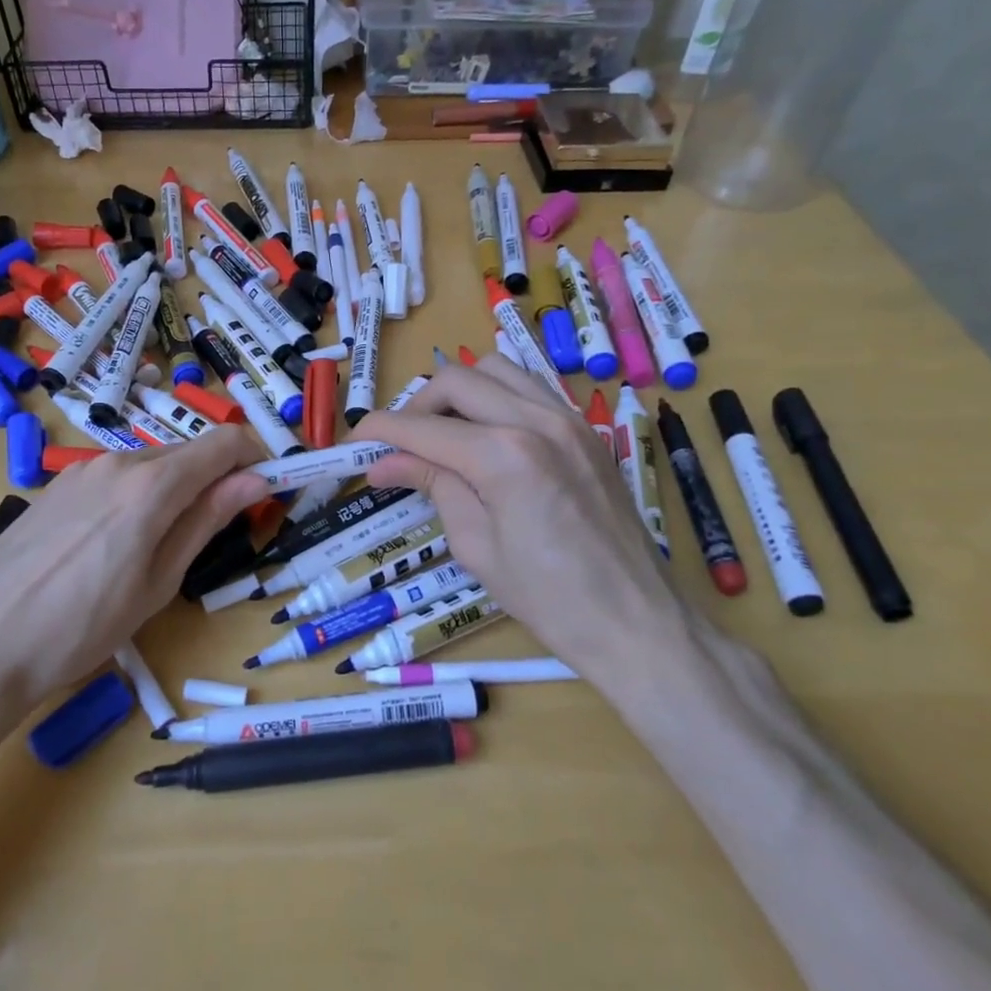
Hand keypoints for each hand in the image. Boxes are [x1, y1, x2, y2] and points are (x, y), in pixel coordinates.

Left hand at [0, 425, 267, 740]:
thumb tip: (257, 480)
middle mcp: (118, 462)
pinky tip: (115, 546)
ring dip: (175, 491)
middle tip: (219, 530)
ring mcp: (81, 471)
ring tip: (161, 549)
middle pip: (187, 454)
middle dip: (215, 480)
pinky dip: (137, 498)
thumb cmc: (83, 626)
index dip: (255, 457)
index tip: (267, 489)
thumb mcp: (159, 581)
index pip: (224, 443)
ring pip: (150, 467)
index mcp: (153, 483)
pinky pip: (114, 480)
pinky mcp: (56, 487)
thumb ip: (207, 519)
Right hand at [354, 357, 689, 680]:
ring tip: (444, 433)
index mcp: (504, 456)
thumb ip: (432, 486)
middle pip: (458, 379)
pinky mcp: (587, 430)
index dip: (381, 429)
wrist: (634, 620)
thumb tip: (383, 463)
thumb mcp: (476, 545)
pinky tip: (487, 436)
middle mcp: (537, 421)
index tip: (356, 439)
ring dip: (460, 392)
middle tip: (401, 442)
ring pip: (497, 370)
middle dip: (418, 404)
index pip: (424, 427)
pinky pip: (531, 389)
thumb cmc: (548, 599)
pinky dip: (497, 398)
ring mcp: (570, 419)